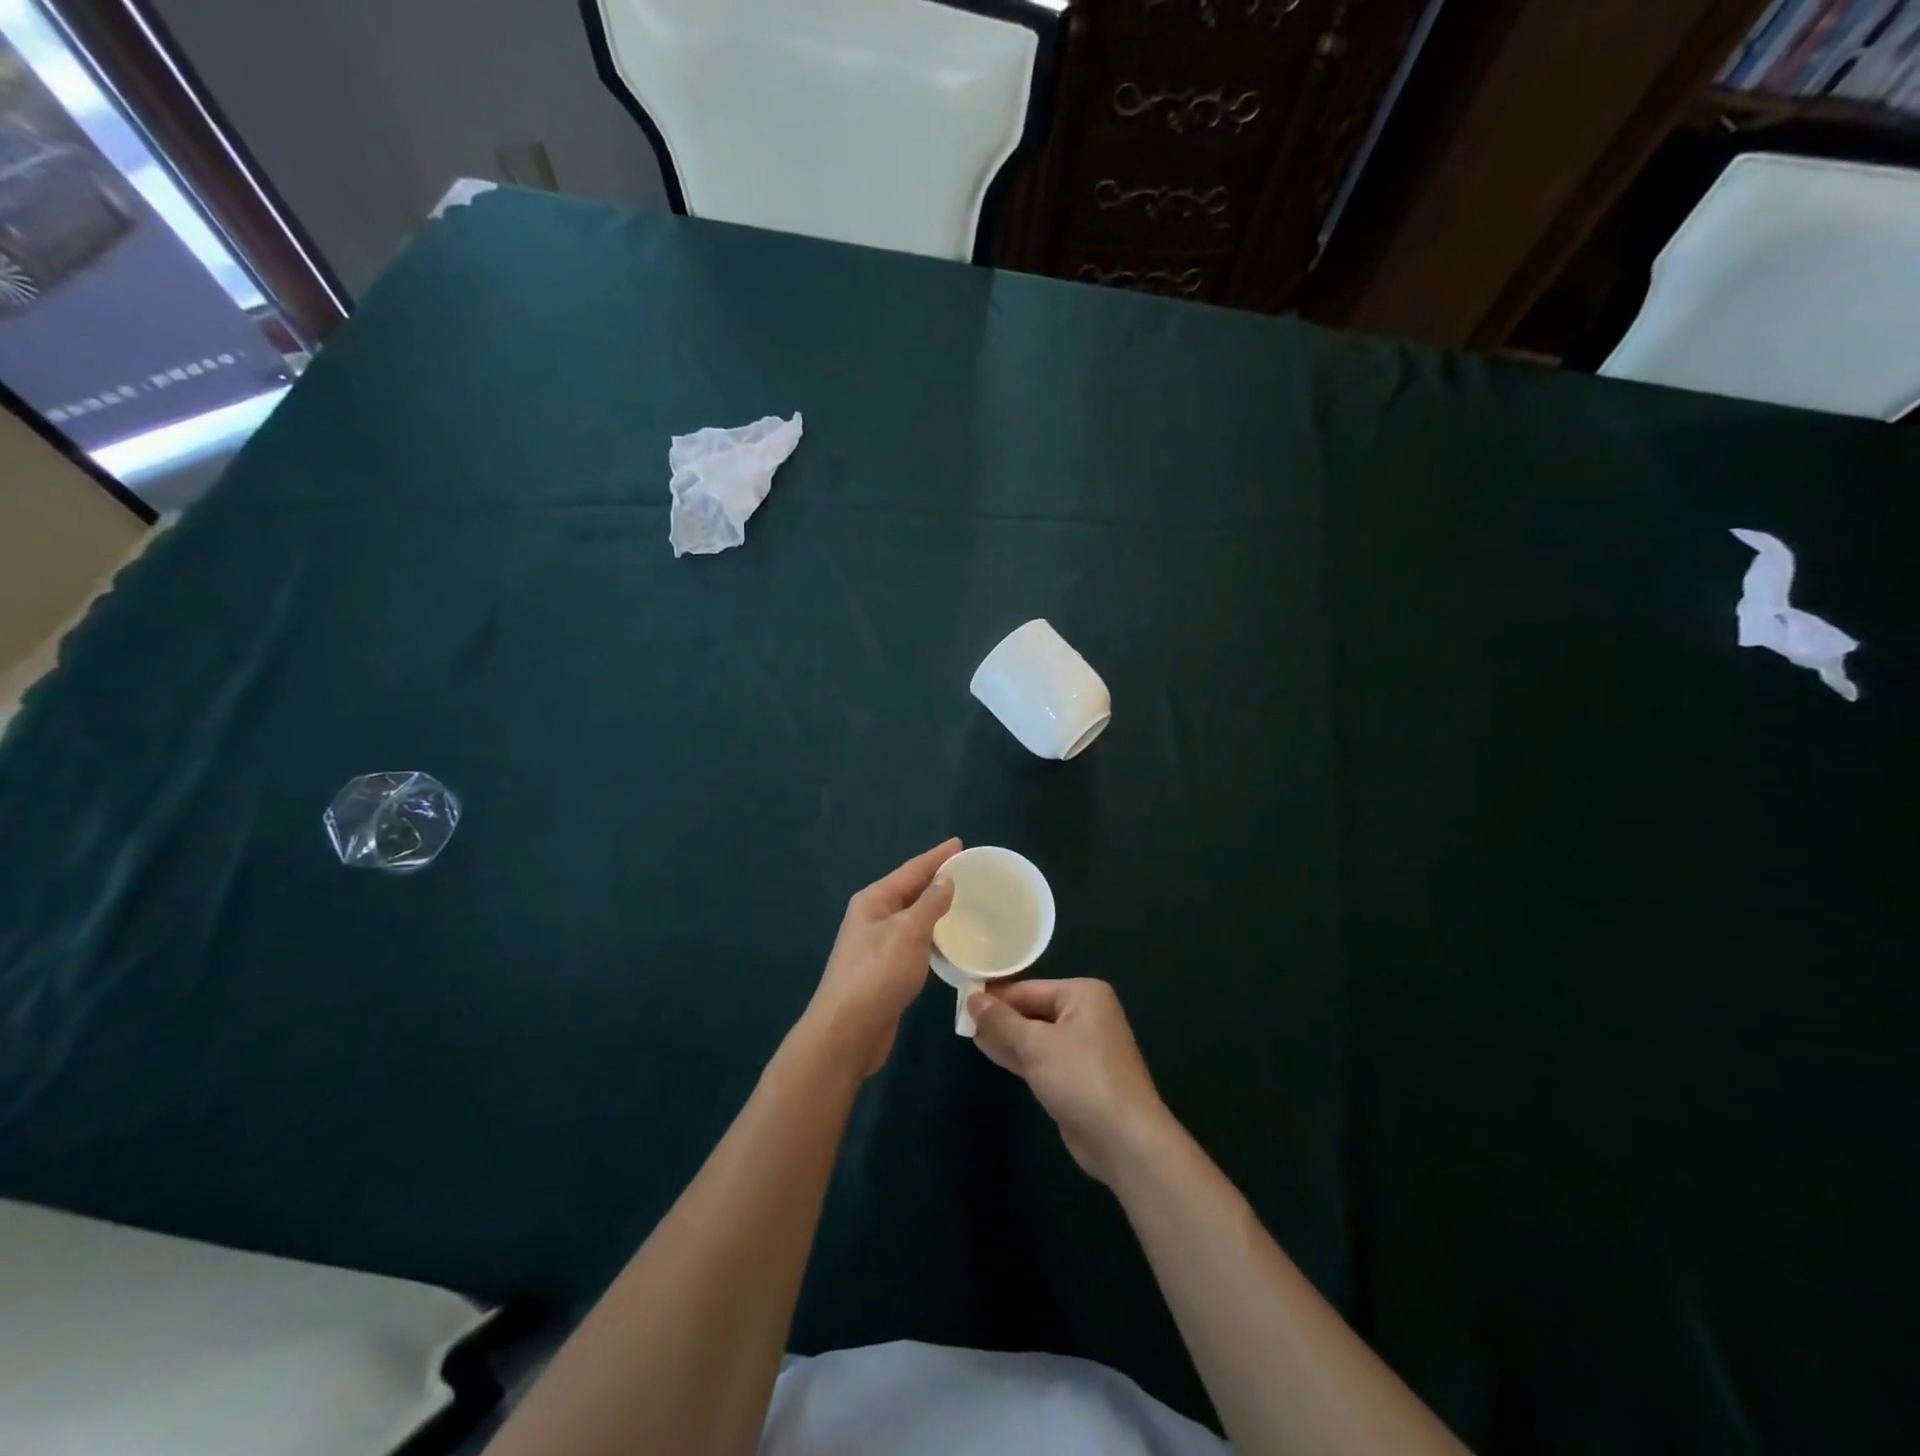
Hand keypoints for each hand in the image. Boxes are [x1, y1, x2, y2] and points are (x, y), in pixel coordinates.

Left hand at [805, 839, 960, 1076]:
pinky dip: (932, 937)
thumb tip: (945, 879)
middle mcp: (872, 918)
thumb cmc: (877, 975)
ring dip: (936, 909)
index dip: (937, 856)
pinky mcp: (885, 971)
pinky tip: (950, 942)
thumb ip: (929, 904)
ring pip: (912, 918)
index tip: (961, 843)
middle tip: (970, 872)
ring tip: (965, 902)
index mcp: (874, 901)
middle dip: (937, 880)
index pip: (911, 870)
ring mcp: (877, 946)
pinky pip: (914, 943)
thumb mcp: (908, 933)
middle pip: (910, 891)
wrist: (846, 1033)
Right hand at [968, 979, 1174, 1185]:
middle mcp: (1085, 1014)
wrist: (1124, 1141)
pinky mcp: (1076, 1076)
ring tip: (968, 1033)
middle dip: (999, 1017)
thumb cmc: (1081, 1079)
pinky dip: (1018, 1055)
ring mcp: (1082, 1047)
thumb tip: (972, 997)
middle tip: (960, 1018)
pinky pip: (1041, 1057)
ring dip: (1005, 1037)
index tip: (961, 999)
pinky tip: (990, 1051)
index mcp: (1083, 994)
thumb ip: (1001, 1021)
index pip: (1028, 989)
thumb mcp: (1036, 1045)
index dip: (995, 996)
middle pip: (1032, 1010)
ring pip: (1035, 1035)